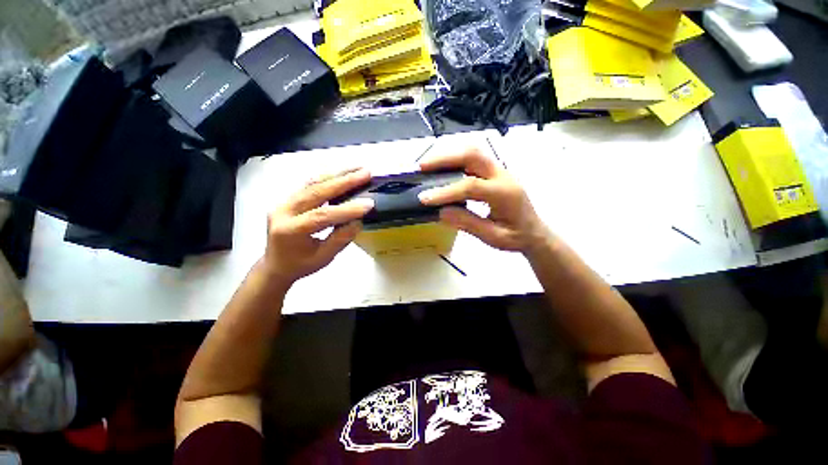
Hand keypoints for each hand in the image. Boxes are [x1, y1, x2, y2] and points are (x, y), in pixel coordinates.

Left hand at [263, 168, 373, 284]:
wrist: (275, 264)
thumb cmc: (300, 265)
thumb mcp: (324, 258)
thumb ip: (340, 239)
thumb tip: (358, 220)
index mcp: (289, 231)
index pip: (322, 216)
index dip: (346, 209)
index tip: (369, 204)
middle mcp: (283, 211)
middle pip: (316, 191)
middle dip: (344, 181)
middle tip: (365, 173)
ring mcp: (284, 202)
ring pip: (312, 183)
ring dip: (337, 174)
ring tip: (357, 168)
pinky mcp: (289, 198)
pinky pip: (309, 184)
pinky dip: (328, 177)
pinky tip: (342, 173)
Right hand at [418, 148, 549, 252]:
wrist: (534, 232)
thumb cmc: (516, 237)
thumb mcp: (493, 237)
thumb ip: (468, 223)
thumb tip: (441, 212)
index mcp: (504, 194)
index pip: (471, 186)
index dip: (446, 191)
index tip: (425, 198)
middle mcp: (502, 176)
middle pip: (473, 155)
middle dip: (445, 159)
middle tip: (423, 167)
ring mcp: (499, 171)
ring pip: (473, 152)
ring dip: (449, 156)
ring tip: (428, 166)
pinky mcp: (494, 172)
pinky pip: (473, 159)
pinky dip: (455, 160)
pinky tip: (442, 168)